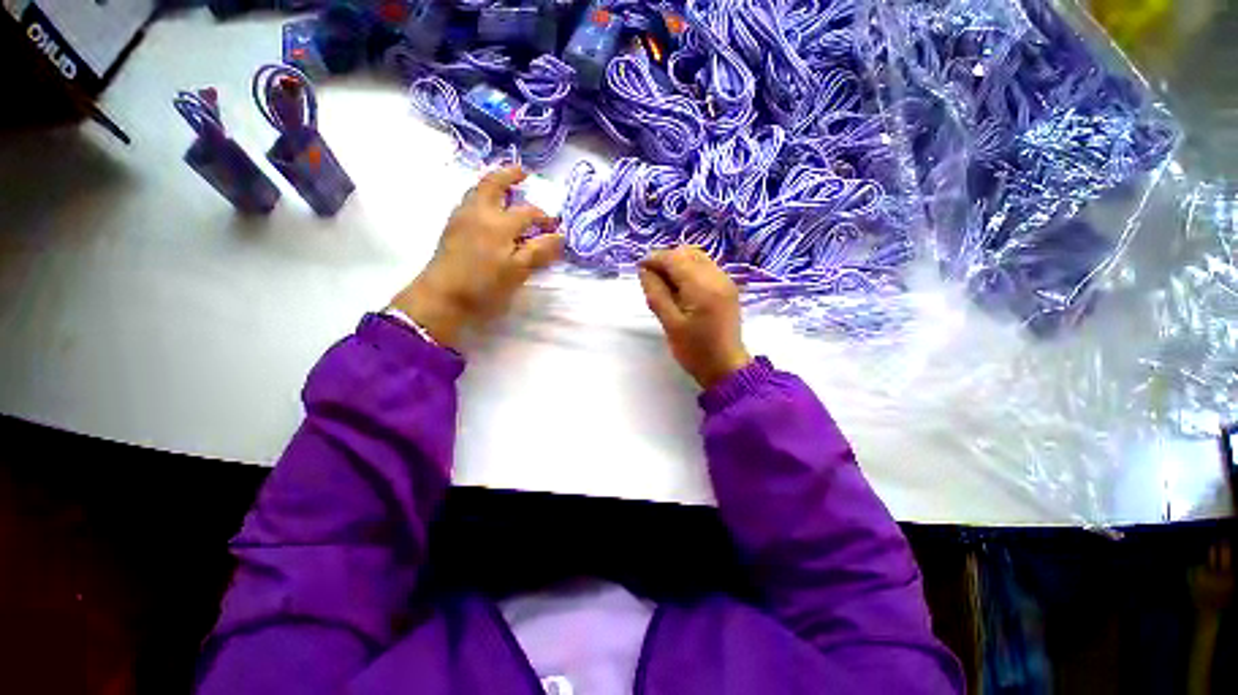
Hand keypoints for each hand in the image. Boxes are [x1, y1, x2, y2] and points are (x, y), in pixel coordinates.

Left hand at [391, 167, 563, 347]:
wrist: (442, 296)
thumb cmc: (485, 285)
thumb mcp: (518, 271)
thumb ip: (540, 251)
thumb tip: (560, 236)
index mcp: (500, 223)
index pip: (529, 212)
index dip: (545, 218)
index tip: (556, 227)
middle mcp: (480, 211)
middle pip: (494, 183)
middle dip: (510, 174)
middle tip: (524, 173)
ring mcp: (462, 216)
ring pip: (477, 190)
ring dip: (494, 184)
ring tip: (507, 190)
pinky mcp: (452, 226)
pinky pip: (469, 201)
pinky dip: (481, 196)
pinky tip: (488, 210)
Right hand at [638, 246, 752, 389]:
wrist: (726, 367)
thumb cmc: (695, 350)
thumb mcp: (670, 324)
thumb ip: (656, 294)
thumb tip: (644, 270)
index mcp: (703, 287)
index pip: (675, 258)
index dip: (655, 259)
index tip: (640, 269)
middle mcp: (717, 277)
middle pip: (687, 253)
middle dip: (666, 260)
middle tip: (652, 279)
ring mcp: (726, 281)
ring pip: (697, 258)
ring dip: (678, 264)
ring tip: (665, 284)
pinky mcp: (728, 287)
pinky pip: (705, 267)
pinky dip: (689, 270)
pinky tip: (681, 288)